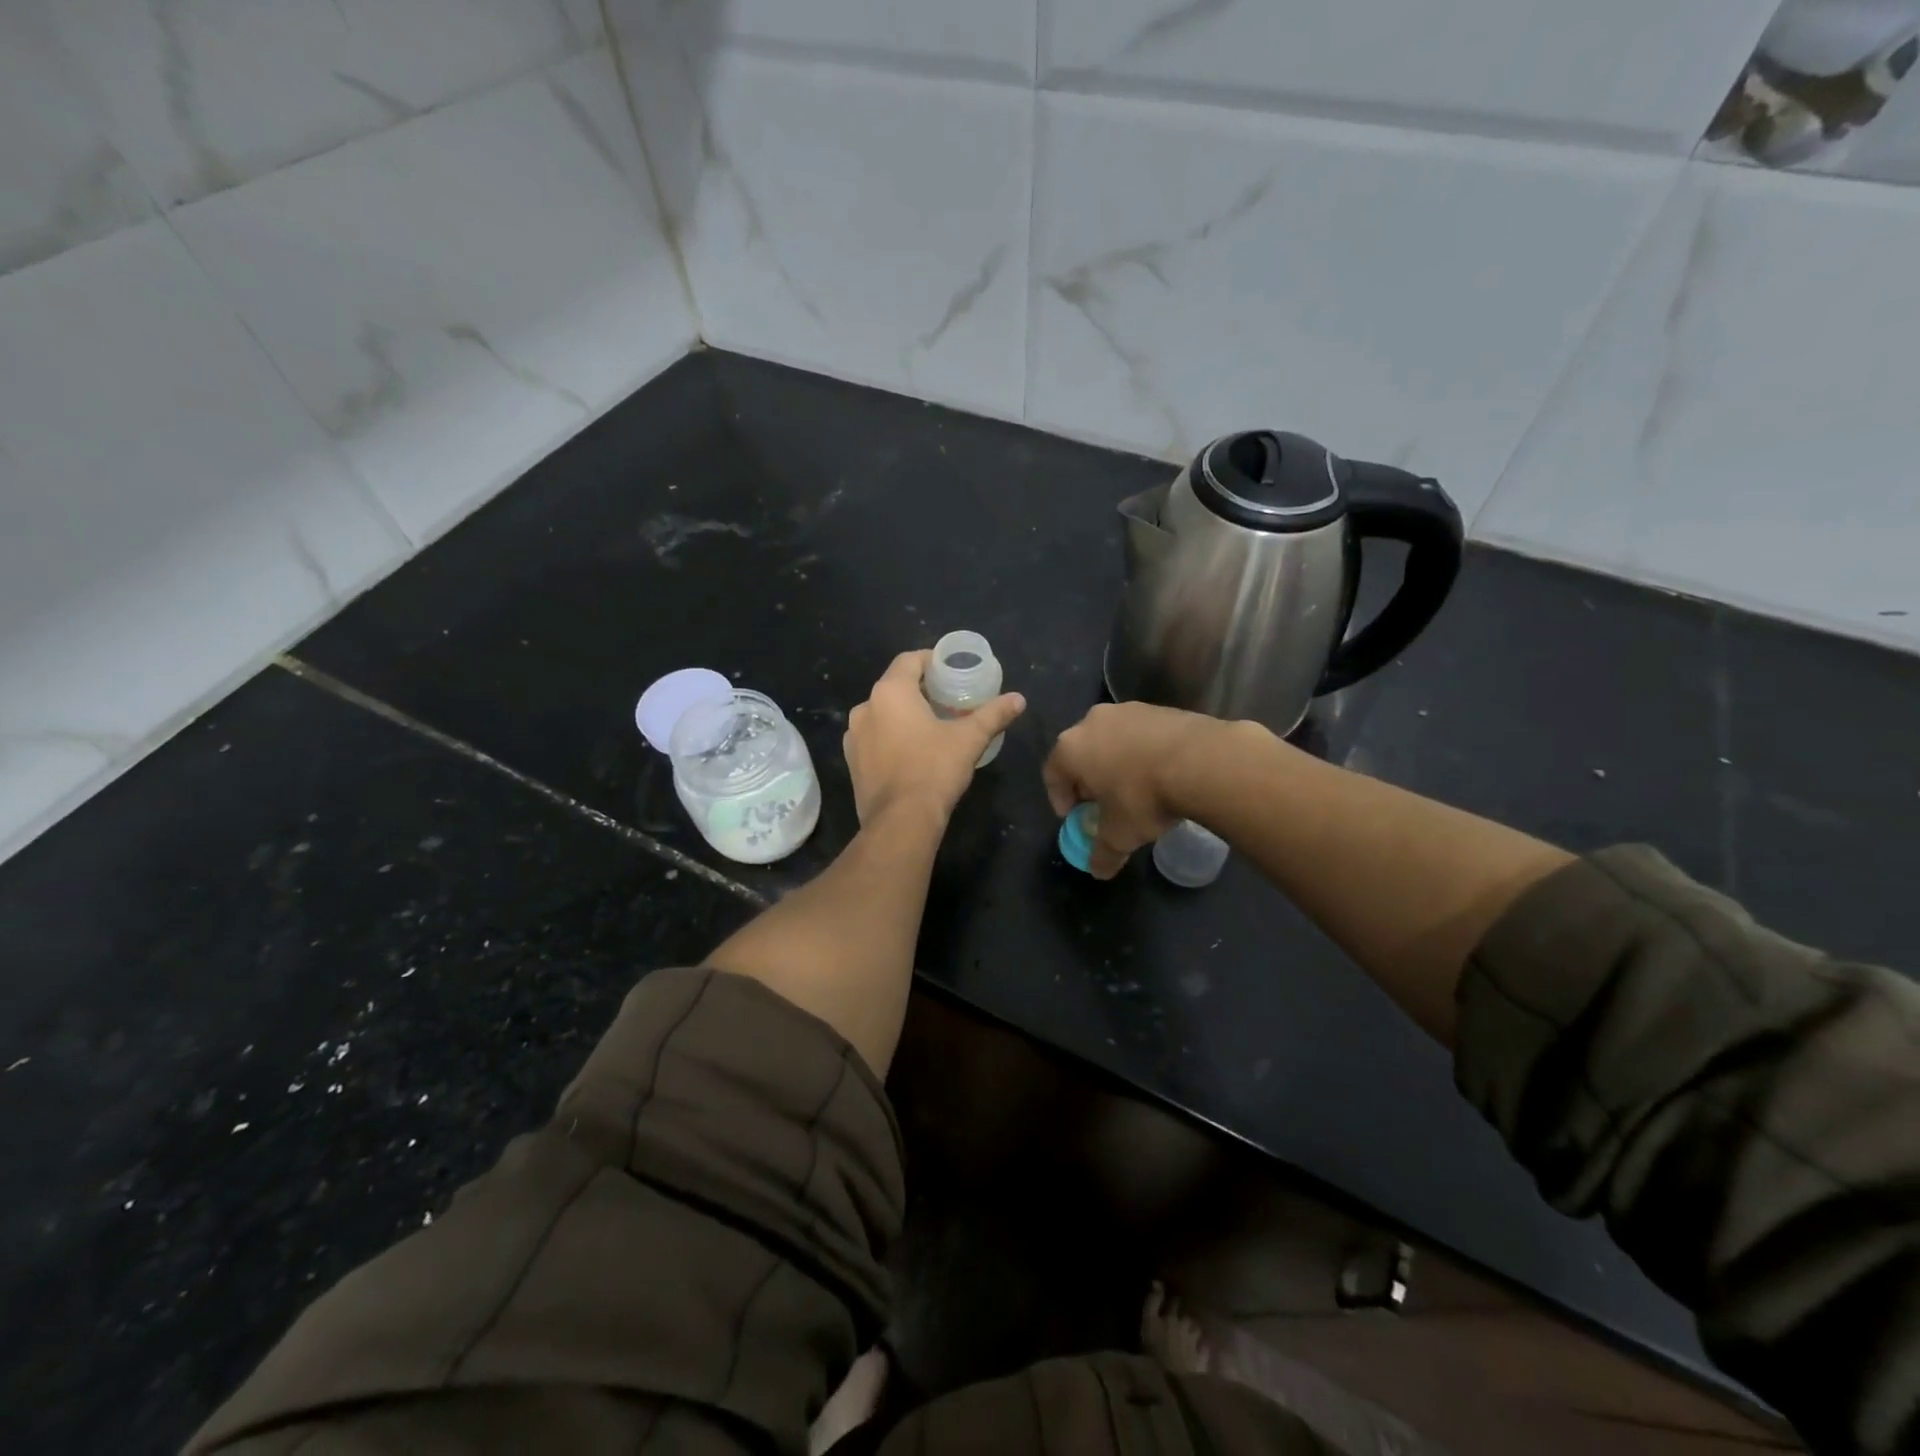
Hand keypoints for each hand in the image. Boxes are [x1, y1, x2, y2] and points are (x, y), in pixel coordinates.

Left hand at [844, 650, 1025, 826]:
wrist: (900, 821)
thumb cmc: (934, 770)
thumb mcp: (970, 739)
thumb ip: (994, 714)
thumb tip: (1019, 699)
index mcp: (890, 692)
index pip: (909, 660)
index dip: (931, 661)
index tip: (950, 671)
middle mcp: (865, 708)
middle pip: (894, 686)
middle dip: (920, 690)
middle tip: (947, 700)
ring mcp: (853, 737)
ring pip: (882, 713)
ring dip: (903, 715)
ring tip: (930, 727)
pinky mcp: (852, 762)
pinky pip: (873, 738)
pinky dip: (890, 737)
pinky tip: (911, 752)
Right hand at [1042, 702, 1231, 877]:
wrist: (1202, 762)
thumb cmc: (1143, 797)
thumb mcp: (1119, 834)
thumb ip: (1103, 852)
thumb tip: (1098, 870)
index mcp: (1071, 748)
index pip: (1052, 774)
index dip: (1061, 798)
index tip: (1075, 816)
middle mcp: (1092, 721)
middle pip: (1081, 753)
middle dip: (1088, 779)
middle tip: (1103, 803)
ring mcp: (1127, 710)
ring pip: (1112, 741)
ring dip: (1116, 763)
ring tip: (1135, 789)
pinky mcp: (1160, 709)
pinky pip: (1141, 735)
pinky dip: (1143, 753)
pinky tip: (1160, 774)